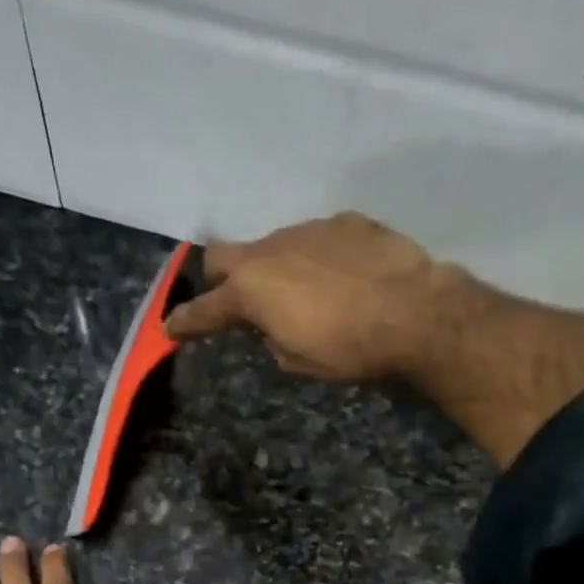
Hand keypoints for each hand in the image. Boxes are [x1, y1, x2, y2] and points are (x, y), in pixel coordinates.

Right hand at [162, 211, 455, 382]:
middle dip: (218, 279)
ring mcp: (306, 230)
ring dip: (275, 269)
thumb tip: (272, 324)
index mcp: (252, 291)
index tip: (170, 330)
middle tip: (233, 301)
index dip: (185, 322)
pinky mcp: (344, 222)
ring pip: (273, 246)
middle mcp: (270, 251)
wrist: (413, 311)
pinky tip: (342, 280)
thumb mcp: (298, 360)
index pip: (206, 309)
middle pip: (222, 255)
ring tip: (305, 296)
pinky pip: (316, 240)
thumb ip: (272, 338)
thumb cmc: (349, 348)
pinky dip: (316, 261)